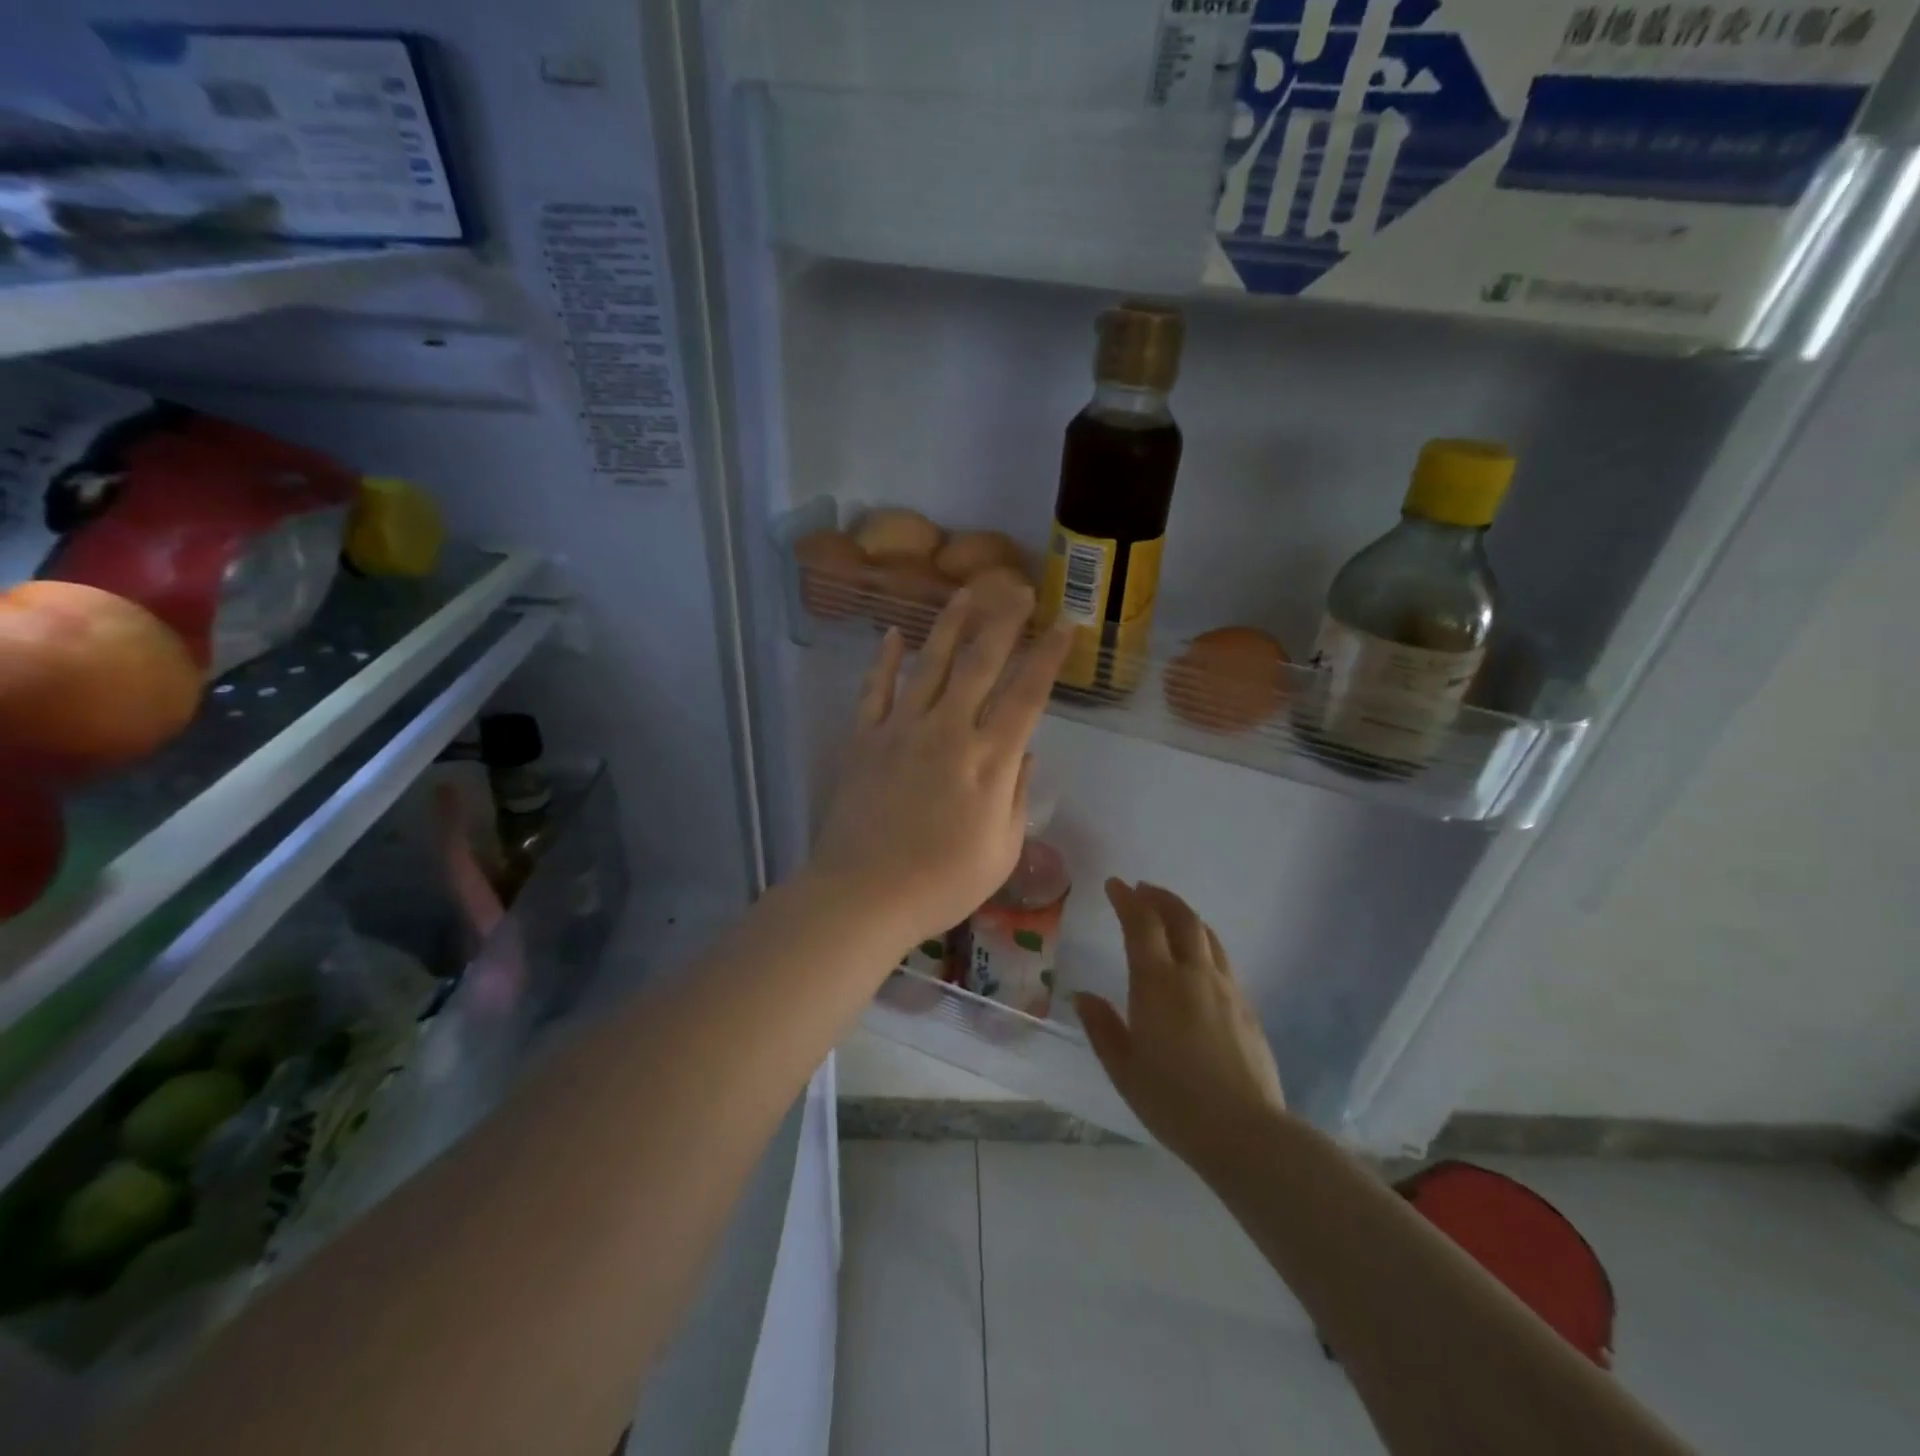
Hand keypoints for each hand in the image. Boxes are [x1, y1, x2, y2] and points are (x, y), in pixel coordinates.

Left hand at [807, 583, 1070, 952]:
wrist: (862, 896)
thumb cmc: (941, 885)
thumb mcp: (1001, 852)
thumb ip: (1017, 796)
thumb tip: (1024, 753)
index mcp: (988, 760)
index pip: (1027, 694)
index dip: (1048, 656)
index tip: (1065, 625)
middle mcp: (948, 731)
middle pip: (981, 662)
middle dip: (1004, 621)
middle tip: (1020, 589)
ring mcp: (901, 729)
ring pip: (930, 662)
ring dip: (951, 623)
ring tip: (968, 591)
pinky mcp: (864, 738)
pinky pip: (875, 689)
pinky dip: (884, 659)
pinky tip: (892, 634)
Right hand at [1075, 881, 1286, 1171]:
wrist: (1247, 1133)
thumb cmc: (1174, 1102)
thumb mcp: (1124, 1069)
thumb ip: (1102, 1027)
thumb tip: (1083, 996)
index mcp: (1158, 983)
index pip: (1142, 924)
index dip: (1127, 899)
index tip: (1115, 885)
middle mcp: (1194, 974)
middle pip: (1181, 918)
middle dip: (1159, 897)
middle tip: (1142, 890)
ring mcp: (1226, 988)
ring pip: (1206, 934)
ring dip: (1184, 915)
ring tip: (1169, 914)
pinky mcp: (1247, 1006)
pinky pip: (1221, 958)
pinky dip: (1203, 942)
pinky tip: (1197, 958)